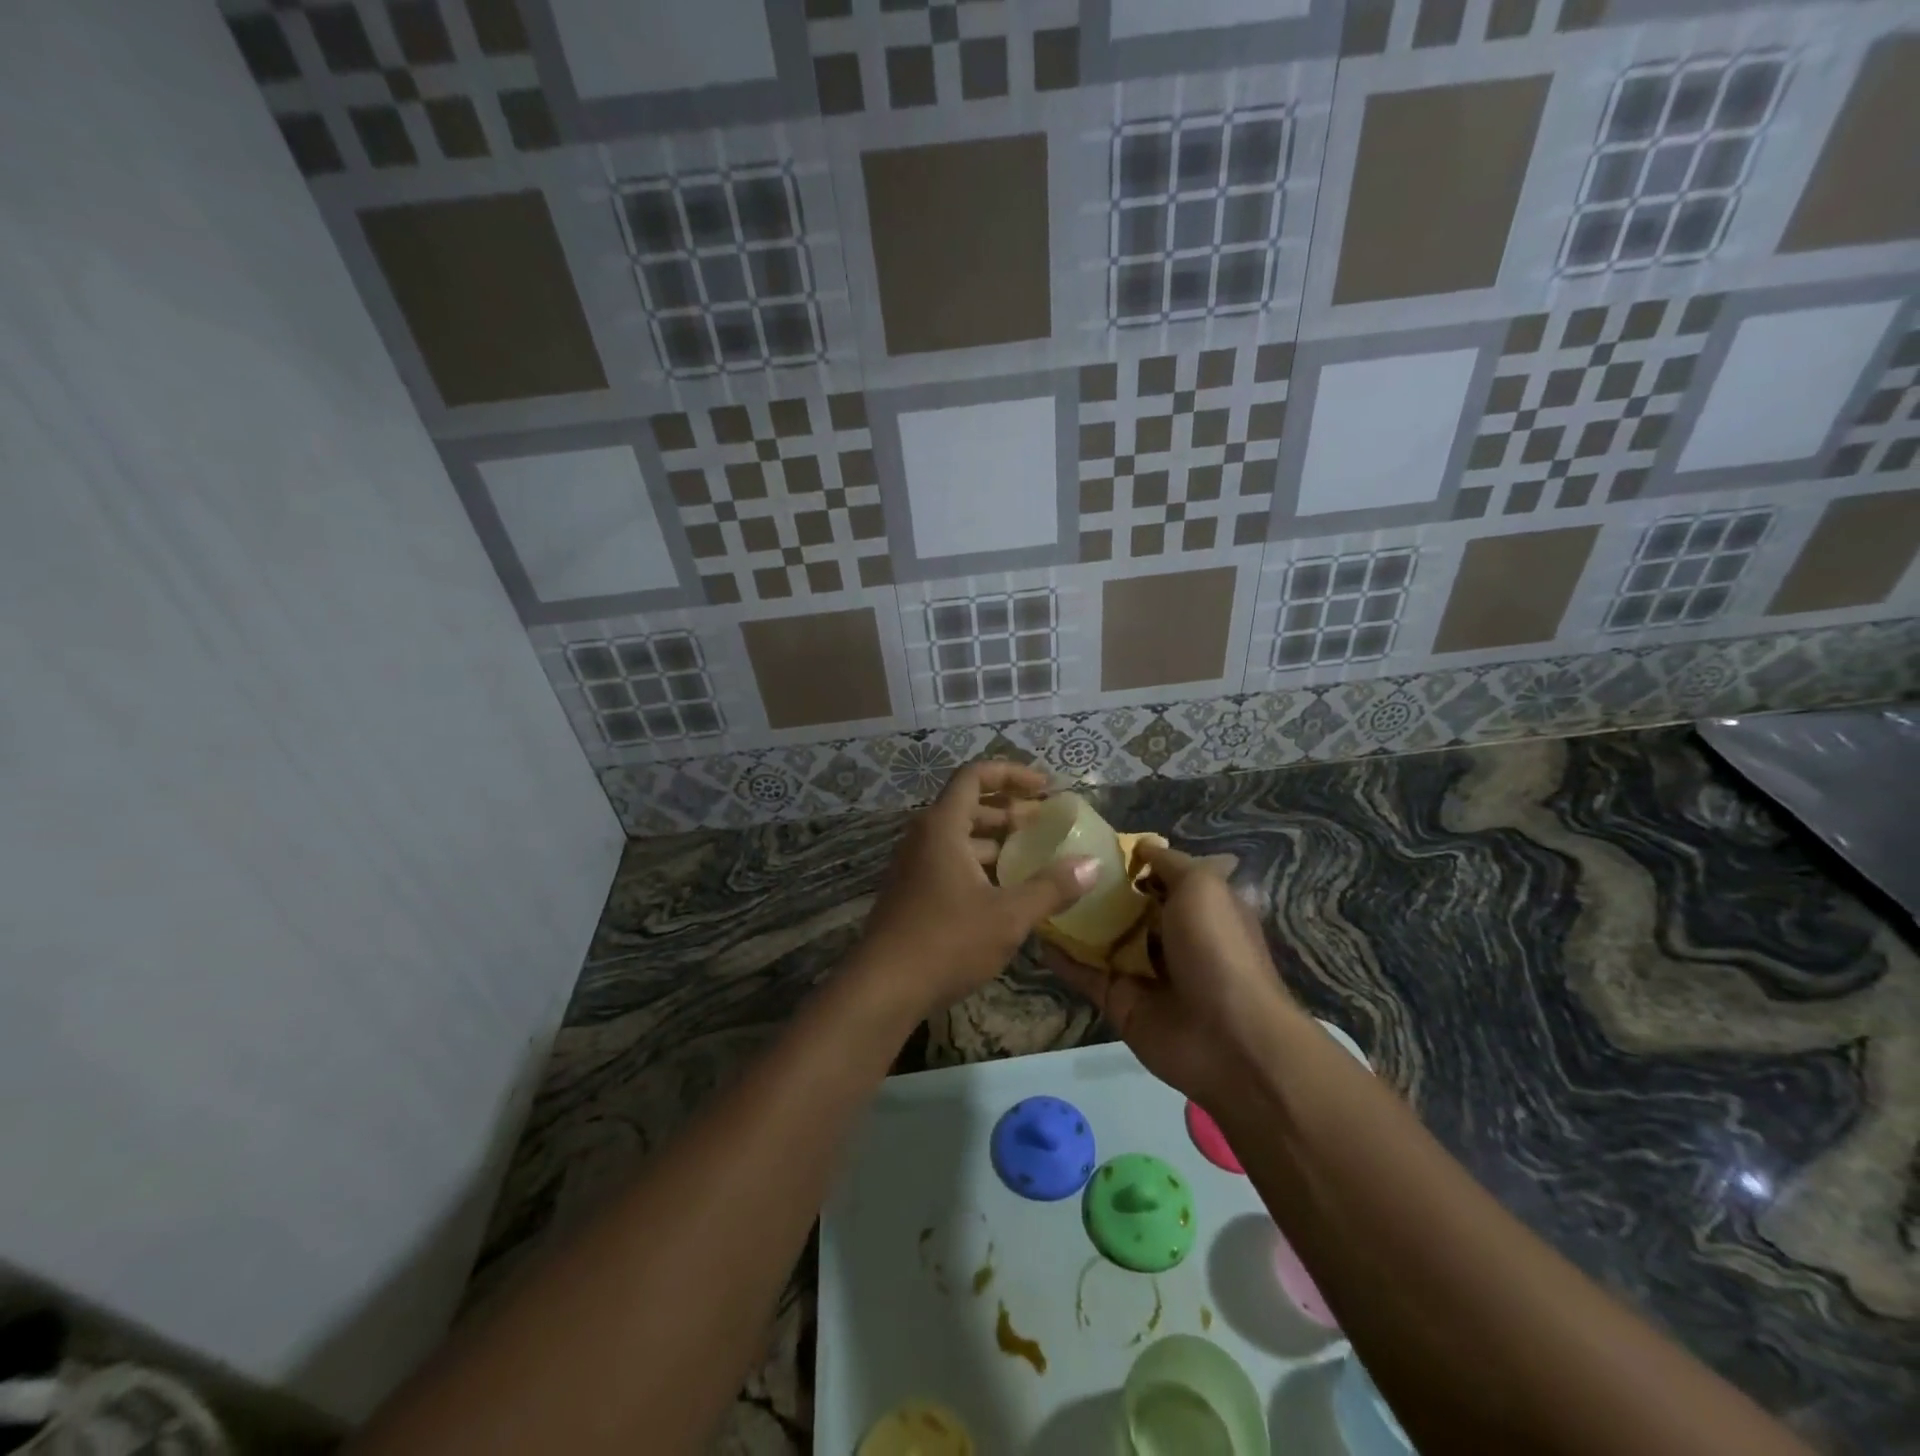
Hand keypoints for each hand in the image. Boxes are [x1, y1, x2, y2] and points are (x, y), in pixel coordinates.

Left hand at [855, 761, 1096, 1018]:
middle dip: (1010, 809)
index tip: (1046, 788)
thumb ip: (1051, 888)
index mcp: (943, 826)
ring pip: (960, 836)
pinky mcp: (912, 891)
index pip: (975, 775)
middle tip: (1047, 824)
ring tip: (1034, 855)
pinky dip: (980, 863)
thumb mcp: (1008, 915)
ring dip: (997, 839)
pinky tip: (1006, 889)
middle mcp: (924, 836)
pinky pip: (950, 861)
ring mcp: (914, 864)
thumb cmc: (947, 942)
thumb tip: (1093, 865)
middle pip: (969, 804)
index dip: (1012, 774)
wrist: (882, 988)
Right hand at [1045, 841, 1300, 1108]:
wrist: (1227, 1039)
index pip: (1160, 878)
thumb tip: (1142, 845)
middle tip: (1051, 862)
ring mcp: (1142, 971)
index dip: (1131, 862)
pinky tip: (1034, 931)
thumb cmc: (1217, 949)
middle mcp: (1170, 938)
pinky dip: (1060, 956)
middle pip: (1126, 907)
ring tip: (1034, 889)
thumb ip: (1170, 864)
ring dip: (1072, 919)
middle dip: (1095, 888)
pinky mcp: (1118, 1000)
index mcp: (1198, 909)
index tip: (1092, 843)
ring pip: (1101, 939)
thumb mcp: (1202, 887)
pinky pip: (1084, 973)